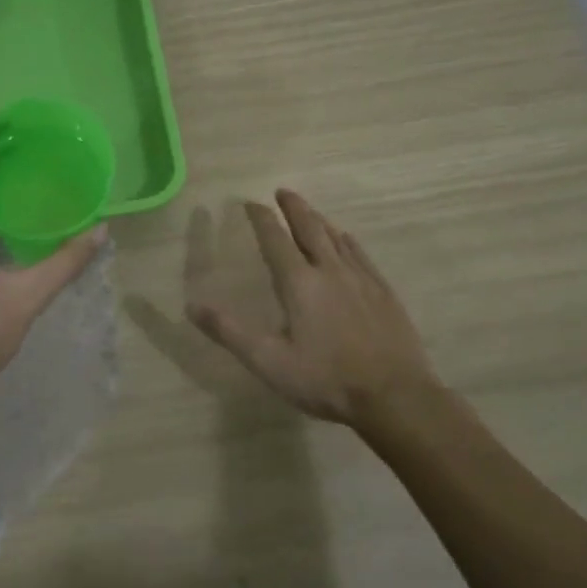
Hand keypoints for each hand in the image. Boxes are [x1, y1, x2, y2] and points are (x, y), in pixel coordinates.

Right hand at [188, 189, 436, 424]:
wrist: (394, 396)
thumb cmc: (325, 380)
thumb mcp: (268, 361)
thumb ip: (229, 331)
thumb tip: (192, 306)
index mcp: (299, 283)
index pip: (275, 240)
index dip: (261, 219)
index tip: (250, 202)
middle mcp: (330, 271)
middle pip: (310, 229)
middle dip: (294, 208)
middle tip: (283, 191)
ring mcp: (361, 279)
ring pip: (337, 238)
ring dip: (319, 220)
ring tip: (309, 212)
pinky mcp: (384, 292)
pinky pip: (361, 255)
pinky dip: (347, 241)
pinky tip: (347, 240)